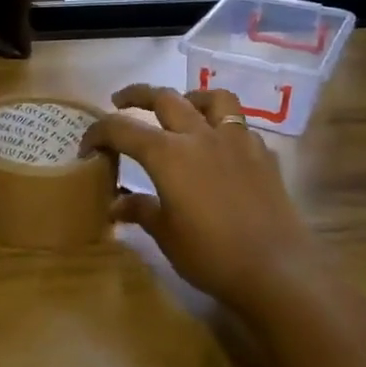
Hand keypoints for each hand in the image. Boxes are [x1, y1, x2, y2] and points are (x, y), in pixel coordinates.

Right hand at [82, 84, 321, 315]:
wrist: (278, 271)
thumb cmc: (211, 255)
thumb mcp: (166, 235)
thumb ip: (140, 210)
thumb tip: (117, 203)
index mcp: (168, 154)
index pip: (122, 129)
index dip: (99, 133)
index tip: (87, 146)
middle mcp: (200, 136)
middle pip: (164, 97)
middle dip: (137, 95)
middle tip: (121, 102)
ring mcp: (237, 141)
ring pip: (212, 99)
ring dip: (190, 98)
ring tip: (182, 109)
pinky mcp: (264, 155)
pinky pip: (240, 127)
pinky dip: (224, 129)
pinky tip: (221, 149)